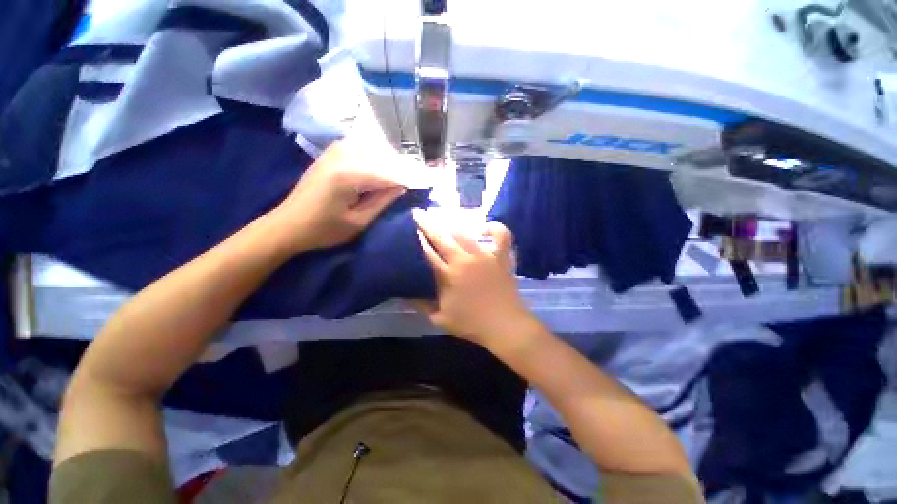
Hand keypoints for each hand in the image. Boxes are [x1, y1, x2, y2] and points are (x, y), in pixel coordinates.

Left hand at [271, 133, 413, 251]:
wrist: (288, 224)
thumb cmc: (324, 230)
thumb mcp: (359, 222)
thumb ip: (382, 201)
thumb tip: (402, 186)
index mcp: (349, 176)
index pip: (389, 172)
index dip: (410, 177)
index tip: (427, 181)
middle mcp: (343, 156)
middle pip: (383, 155)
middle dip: (404, 165)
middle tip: (419, 176)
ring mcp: (335, 151)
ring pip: (373, 146)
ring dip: (391, 157)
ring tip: (404, 171)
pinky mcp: (331, 152)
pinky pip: (360, 144)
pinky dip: (376, 151)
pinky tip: (383, 162)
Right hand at [412, 212, 541, 349]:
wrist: (504, 325)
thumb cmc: (471, 323)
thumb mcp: (440, 318)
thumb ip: (421, 305)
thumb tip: (404, 296)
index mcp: (448, 275)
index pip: (428, 252)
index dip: (418, 239)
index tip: (411, 229)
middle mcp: (465, 260)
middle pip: (442, 237)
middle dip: (428, 224)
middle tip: (419, 213)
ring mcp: (485, 256)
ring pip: (465, 233)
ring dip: (452, 224)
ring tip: (444, 219)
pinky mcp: (501, 257)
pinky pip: (501, 235)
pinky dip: (494, 228)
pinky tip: (484, 227)